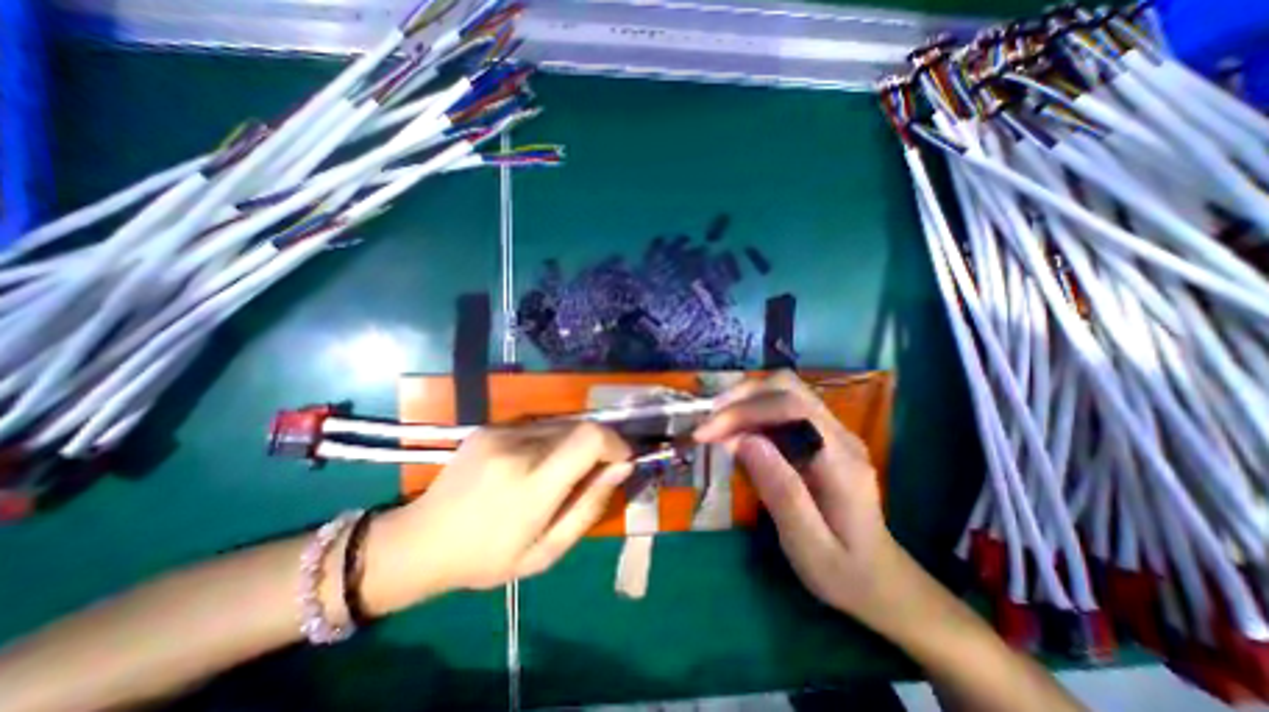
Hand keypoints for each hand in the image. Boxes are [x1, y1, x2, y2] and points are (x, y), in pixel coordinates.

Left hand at [356, 420, 633, 615]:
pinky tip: (537, 464)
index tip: (622, 460)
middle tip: (594, 473)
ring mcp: (500, 432)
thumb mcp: (547, 551)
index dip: (615, 442)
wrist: (421, 540)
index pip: (589, 438)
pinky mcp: (491, 426)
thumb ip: (589, 506)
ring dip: (575, 443)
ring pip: (561, 424)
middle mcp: (517, 447)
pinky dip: (553, 440)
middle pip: (579, 427)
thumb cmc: (487, 558)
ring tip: (562, 472)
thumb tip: (621, 467)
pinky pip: (539, 425)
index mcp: (531, 484)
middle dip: (598, 446)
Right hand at [694, 373, 899, 622]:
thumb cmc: (844, 573)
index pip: (792, 408)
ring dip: (744, 401)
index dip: (744, 411)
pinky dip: (752, 411)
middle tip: (707, 422)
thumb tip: (743, 440)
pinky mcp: (821, 436)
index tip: (706, 433)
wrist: (882, 581)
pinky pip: (782, 408)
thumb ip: (780, 490)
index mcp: (841, 461)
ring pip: (783, 391)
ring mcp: (832, 432)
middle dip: (740, 397)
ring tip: (715, 425)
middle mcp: (840, 435)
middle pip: (787, 387)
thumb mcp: (809, 546)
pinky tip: (735, 432)